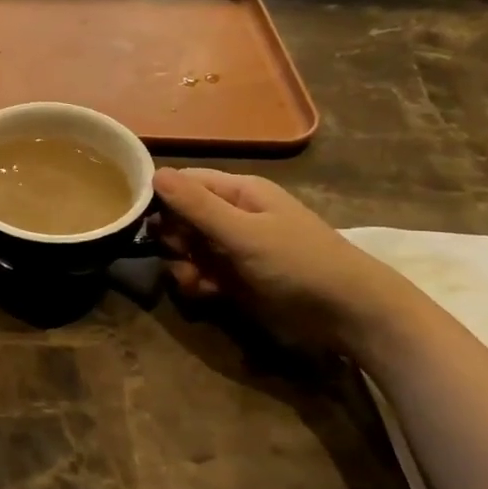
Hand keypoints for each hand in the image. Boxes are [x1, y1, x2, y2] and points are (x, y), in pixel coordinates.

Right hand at [152, 168, 419, 353]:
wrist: (350, 315)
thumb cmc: (299, 262)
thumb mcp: (244, 233)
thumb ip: (197, 206)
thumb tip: (153, 173)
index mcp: (239, 192)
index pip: (185, 182)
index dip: (160, 197)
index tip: (137, 218)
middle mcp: (234, 216)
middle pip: (182, 217)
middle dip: (172, 237)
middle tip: (178, 253)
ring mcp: (234, 249)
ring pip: (188, 249)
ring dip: (181, 264)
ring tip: (193, 280)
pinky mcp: (236, 279)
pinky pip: (201, 274)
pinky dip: (196, 283)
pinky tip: (204, 293)